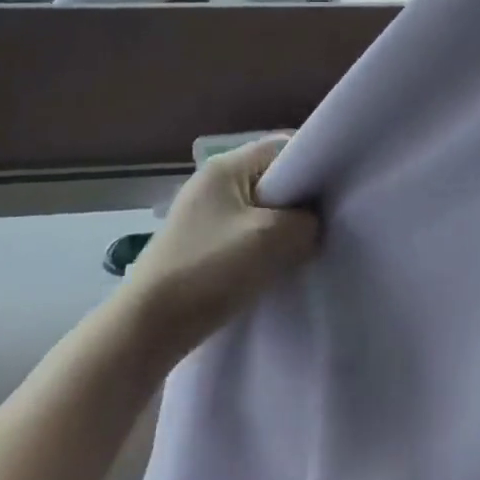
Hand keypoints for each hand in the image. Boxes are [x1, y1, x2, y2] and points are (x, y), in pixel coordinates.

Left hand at [127, 138, 318, 361]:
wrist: (142, 333)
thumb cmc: (208, 271)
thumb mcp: (271, 240)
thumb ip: (307, 222)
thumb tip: (313, 224)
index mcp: (225, 167)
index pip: (282, 147)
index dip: (312, 163)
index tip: (336, 192)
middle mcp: (211, 184)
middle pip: (271, 179)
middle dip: (299, 201)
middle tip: (324, 225)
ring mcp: (201, 217)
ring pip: (259, 211)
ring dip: (280, 229)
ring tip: (301, 252)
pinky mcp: (196, 248)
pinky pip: (242, 235)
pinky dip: (261, 248)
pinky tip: (273, 271)